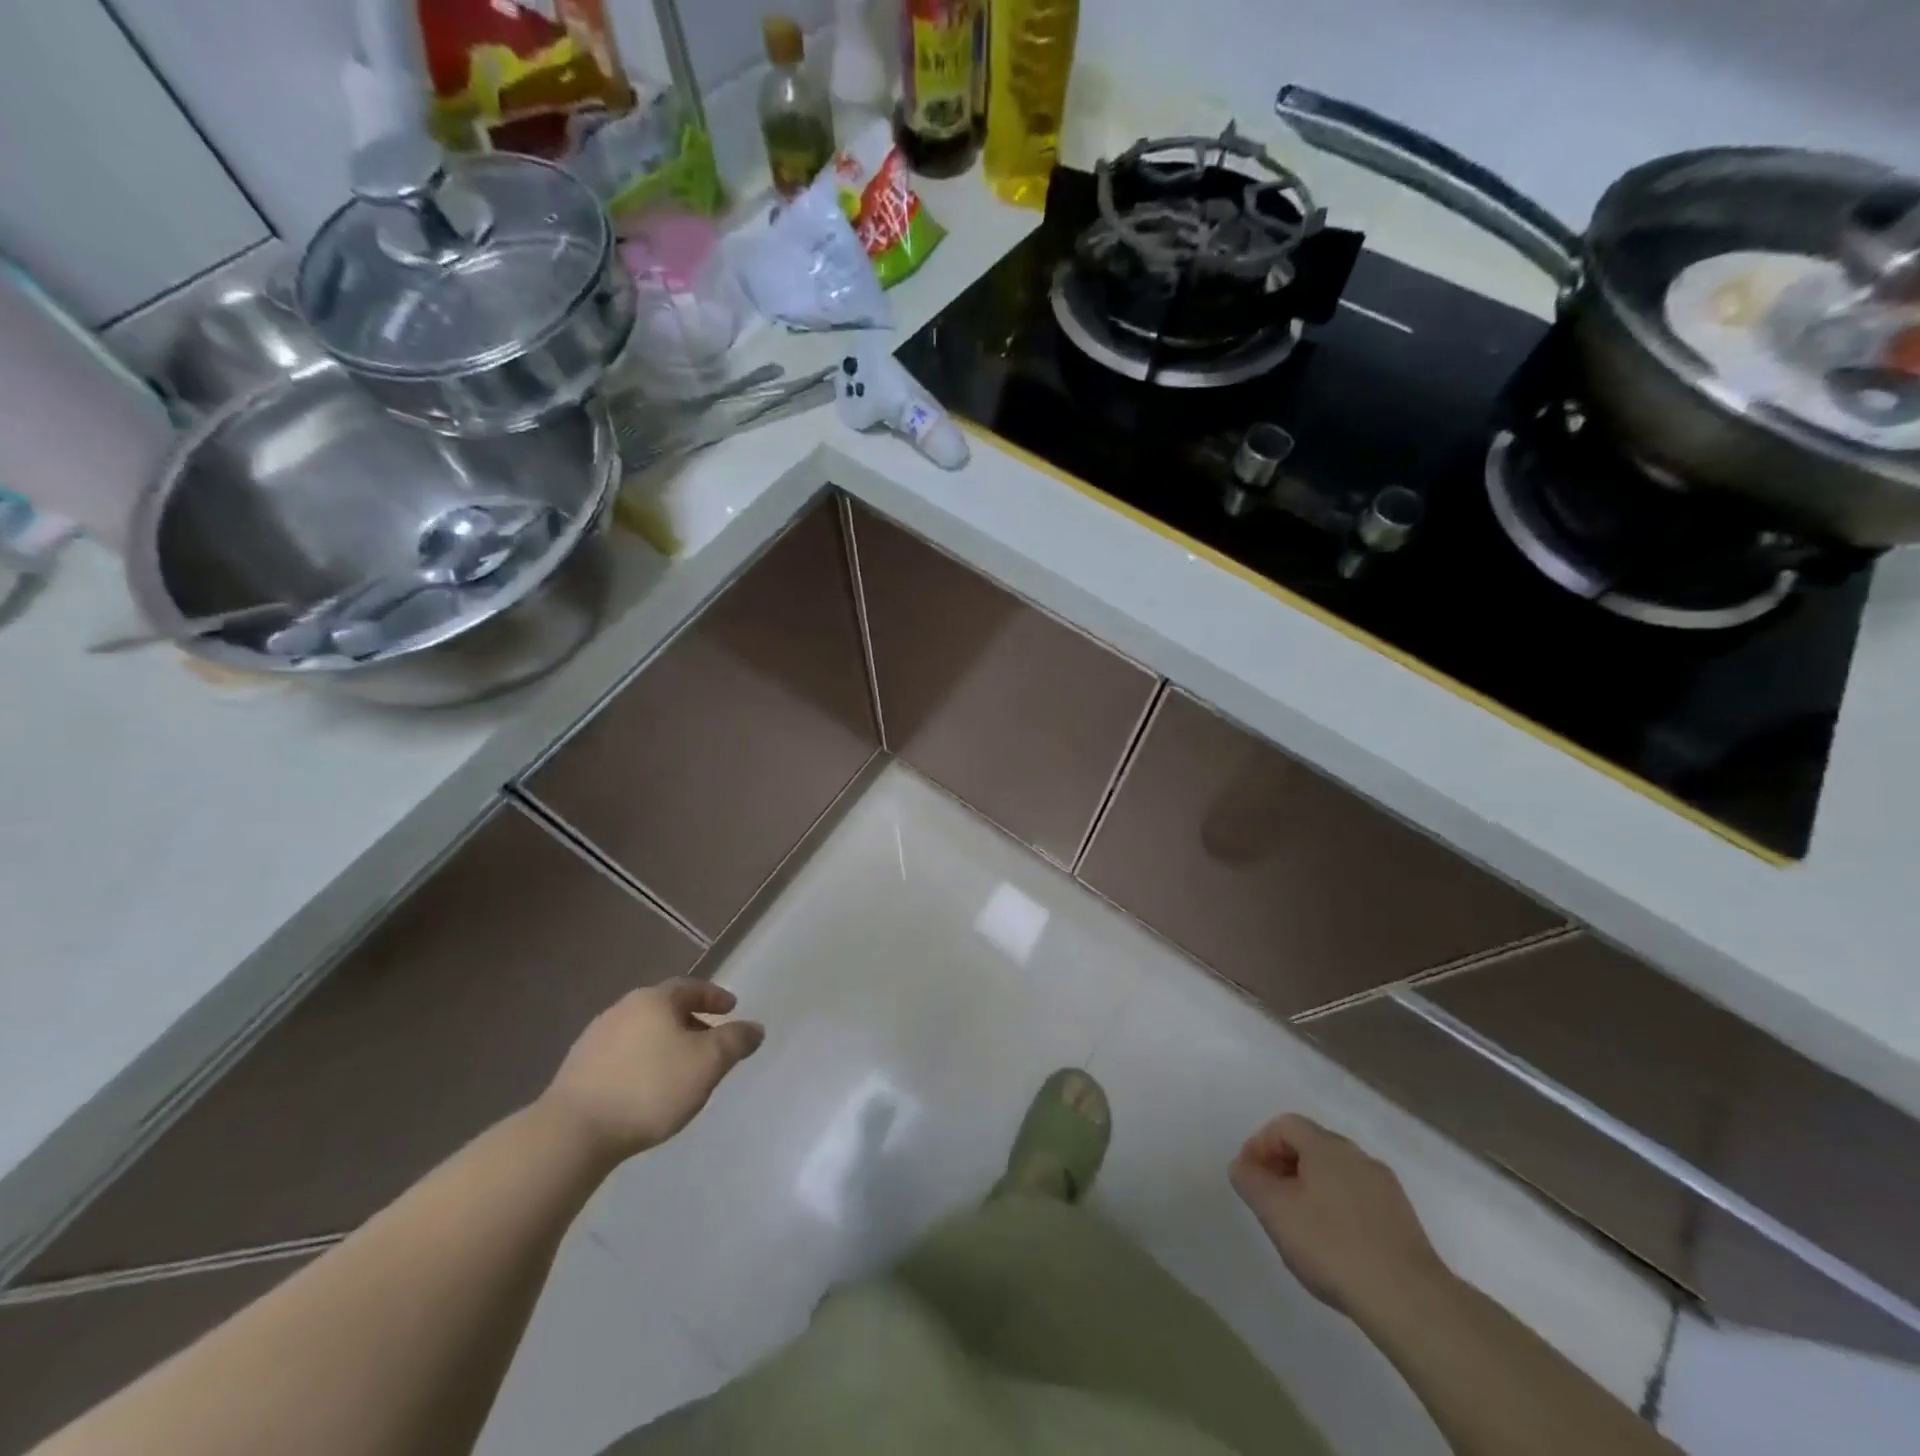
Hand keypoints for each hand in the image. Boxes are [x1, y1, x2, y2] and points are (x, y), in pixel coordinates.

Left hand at [539, 981, 764, 1165]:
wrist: (571, 1133)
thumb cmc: (649, 1088)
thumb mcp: (707, 1063)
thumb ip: (735, 1041)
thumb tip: (754, 1028)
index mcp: (654, 999)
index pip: (691, 987)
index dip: (714, 997)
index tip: (731, 1008)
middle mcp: (623, 1009)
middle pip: (665, 1008)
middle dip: (691, 1021)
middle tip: (709, 1040)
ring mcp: (595, 1038)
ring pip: (642, 1032)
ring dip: (664, 1043)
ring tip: (680, 1068)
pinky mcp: (577, 1070)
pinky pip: (622, 1055)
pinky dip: (641, 1062)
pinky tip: (646, 1088)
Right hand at [1230, 1113, 1446, 1318]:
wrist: (1410, 1300)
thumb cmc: (1332, 1246)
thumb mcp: (1275, 1211)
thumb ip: (1250, 1180)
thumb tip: (1242, 1165)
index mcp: (1326, 1145)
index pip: (1285, 1125)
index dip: (1260, 1145)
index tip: (1249, 1178)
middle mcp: (1357, 1156)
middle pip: (1311, 1146)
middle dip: (1284, 1167)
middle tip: (1270, 1201)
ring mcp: (1385, 1187)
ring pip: (1336, 1174)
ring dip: (1311, 1189)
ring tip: (1300, 1227)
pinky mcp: (1403, 1219)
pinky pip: (1358, 1199)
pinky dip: (1338, 1210)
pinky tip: (1335, 1246)